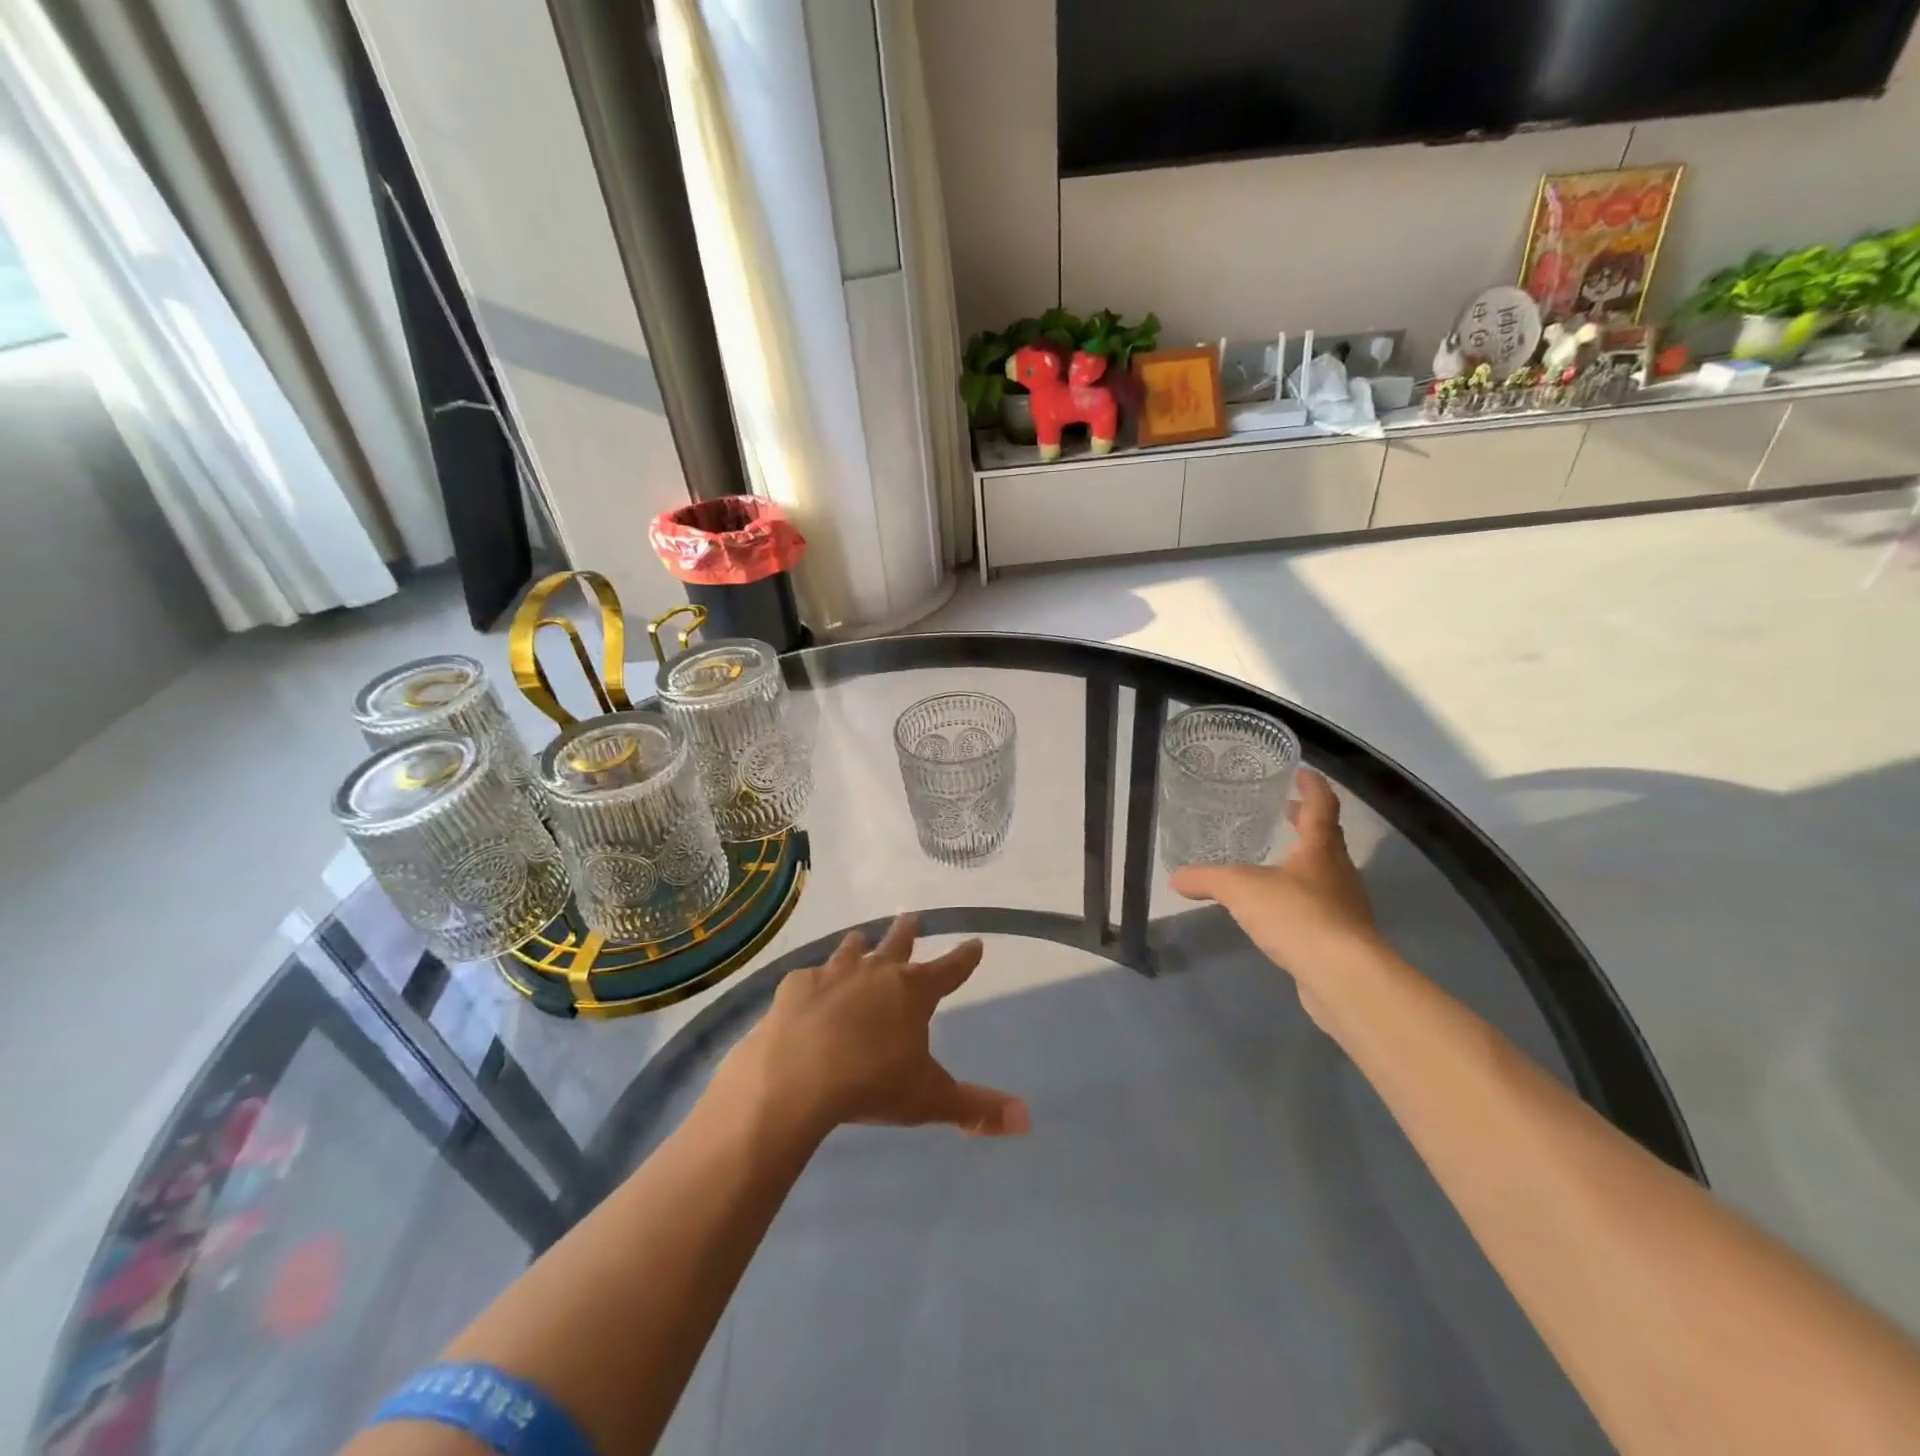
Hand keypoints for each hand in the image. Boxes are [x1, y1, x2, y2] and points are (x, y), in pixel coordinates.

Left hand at [720, 915, 1029, 1139]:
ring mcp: (833, 974)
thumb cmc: (871, 1084)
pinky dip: (812, 980)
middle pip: (897, 944)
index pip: (949, 970)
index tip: (975, 943)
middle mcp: (876, 973)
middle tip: (911, 916)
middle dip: (907, 931)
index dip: (965, 958)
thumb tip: (1026, 1120)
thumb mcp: (928, 1099)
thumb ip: (975, 1108)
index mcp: (913, 993)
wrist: (797, 1077)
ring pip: (851, 950)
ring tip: (859, 937)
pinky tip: (807, 985)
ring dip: (859, 945)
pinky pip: (807, 976)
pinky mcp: (796, 986)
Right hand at [1170, 769, 1379, 1015]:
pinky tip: (1282, 910)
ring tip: (1278, 861)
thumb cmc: (1296, 915)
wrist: (1343, 976)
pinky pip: (1323, 906)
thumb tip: (1175, 876)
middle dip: (1306, 822)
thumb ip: (1207, 879)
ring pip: (1327, 872)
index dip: (1312, 786)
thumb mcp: (1240, 889)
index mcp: (1320, 848)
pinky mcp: (1344, 938)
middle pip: (1328, 838)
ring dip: (1306, 860)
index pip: (1321, 806)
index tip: (1302, 771)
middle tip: (1285, 811)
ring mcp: (1346, 906)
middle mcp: (1339, 871)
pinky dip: (1304, 897)